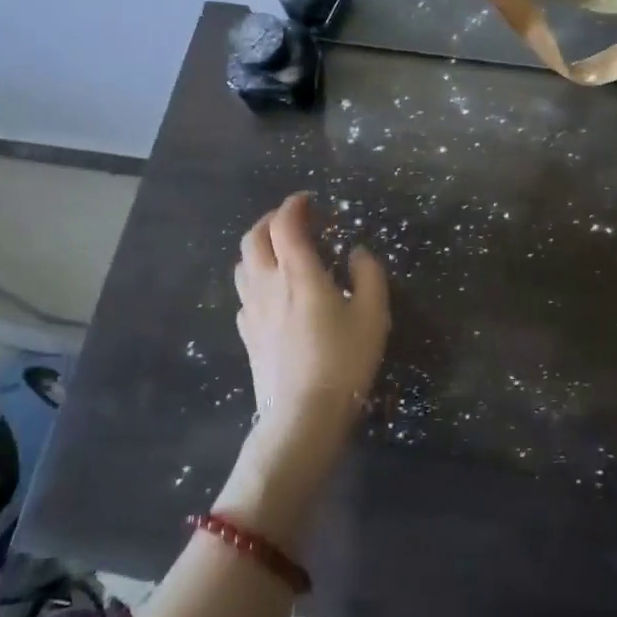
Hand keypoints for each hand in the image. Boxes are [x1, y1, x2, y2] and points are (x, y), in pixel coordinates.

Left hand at [217, 193, 389, 542]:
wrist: (303, 416)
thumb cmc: (344, 361)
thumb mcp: (372, 314)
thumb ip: (368, 275)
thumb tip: (357, 253)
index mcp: (299, 272)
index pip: (286, 223)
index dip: (295, 205)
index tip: (310, 200)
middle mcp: (268, 283)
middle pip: (254, 237)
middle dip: (271, 220)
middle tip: (295, 221)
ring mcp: (252, 310)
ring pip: (243, 264)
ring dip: (259, 247)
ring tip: (282, 252)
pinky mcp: (247, 334)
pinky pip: (245, 293)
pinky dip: (257, 279)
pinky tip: (275, 293)